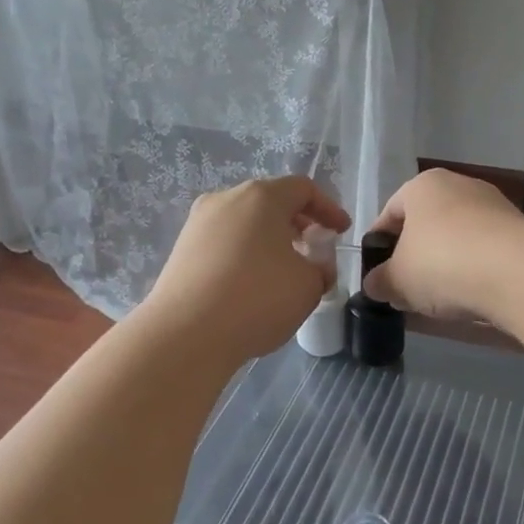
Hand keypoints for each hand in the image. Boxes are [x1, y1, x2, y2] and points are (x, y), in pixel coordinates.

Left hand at [143, 177, 351, 360]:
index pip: (303, 189)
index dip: (328, 209)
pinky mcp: (181, 250)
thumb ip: (321, 269)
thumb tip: (314, 268)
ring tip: (283, 271)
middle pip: (270, 202)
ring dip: (269, 240)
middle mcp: (226, 200)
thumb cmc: (258, 298)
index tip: (342, 232)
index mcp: (262, 197)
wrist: (186, 334)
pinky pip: (223, 243)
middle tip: (314, 249)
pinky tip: (251, 285)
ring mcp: (198, 224)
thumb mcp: (309, 286)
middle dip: (297, 223)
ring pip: (244, 223)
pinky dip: (244, 255)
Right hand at [362, 169, 523, 322]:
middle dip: (414, 257)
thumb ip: (380, 282)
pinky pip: (484, 251)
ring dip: (445, 265)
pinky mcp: (520, 231)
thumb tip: (375, 285)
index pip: (390, 212)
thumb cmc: (441, 263)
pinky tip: (470, 296)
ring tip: (438, 299)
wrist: (517, 272)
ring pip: (457, 238)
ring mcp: (494, 206)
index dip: (378, 245)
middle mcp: (459, 185)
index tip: (376, 274)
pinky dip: (474, 270)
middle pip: (426, 224)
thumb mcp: (397, 280)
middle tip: (405, 289)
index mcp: (423, 186)